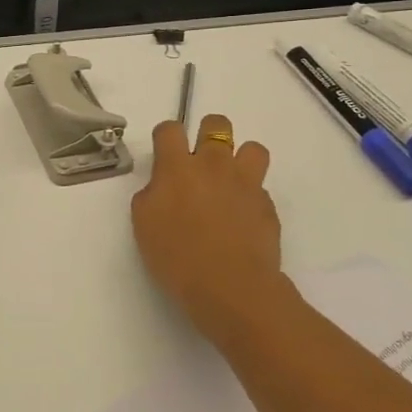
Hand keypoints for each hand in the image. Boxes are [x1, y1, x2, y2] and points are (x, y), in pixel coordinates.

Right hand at [131, 114, 289, 350]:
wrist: (230, 287)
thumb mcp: (143, 224)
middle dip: (208, 133)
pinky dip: (251, 197)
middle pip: (217, 124)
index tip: (164, 153)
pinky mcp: (268, 206)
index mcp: (177, 167)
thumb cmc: (176, 257)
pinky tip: (241, 219)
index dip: (165, 136)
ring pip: (253, 148)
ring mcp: (246, 183)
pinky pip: (261, 188)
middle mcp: (214, 165)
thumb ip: (151, 194)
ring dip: (240, 159)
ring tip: (230, 182)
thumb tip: (162, 186)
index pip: (169, 129)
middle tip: (200, 160)